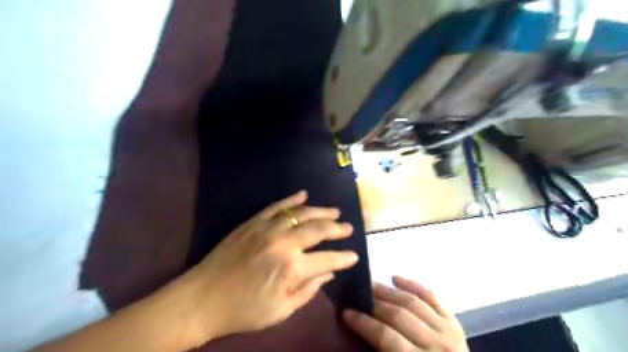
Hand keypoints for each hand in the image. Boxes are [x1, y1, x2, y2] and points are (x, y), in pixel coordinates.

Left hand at [184, 191, 357, 341]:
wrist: (202, 298)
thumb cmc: (244, 310)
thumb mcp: (281, 310)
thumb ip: (309, 290)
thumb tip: (329, 273)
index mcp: (292, 268)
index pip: (329, 258)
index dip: (344, 258)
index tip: (354, 256)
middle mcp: (284, 243)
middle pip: (319, 229)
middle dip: (337, 228)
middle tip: (349, 227)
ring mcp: (267, 228)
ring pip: (301, 213)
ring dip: (321, 211)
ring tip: (334, 211)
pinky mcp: (253, 222)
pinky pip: (276, 206)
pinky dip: (291, 199)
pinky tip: (303, 194)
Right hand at [343, 278, 464, 351]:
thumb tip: (359, 335)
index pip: (386, 337)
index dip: (363, 323)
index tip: (346, 312)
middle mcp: (436, 346)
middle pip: (398, 316)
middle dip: (374, 304)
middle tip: (357, 295)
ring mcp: (448, 332)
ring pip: (412, 302)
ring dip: (388, 291)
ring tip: (371, 285)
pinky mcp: (454, 323)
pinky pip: (432, 297)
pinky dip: (413, 285)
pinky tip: (395, 278)